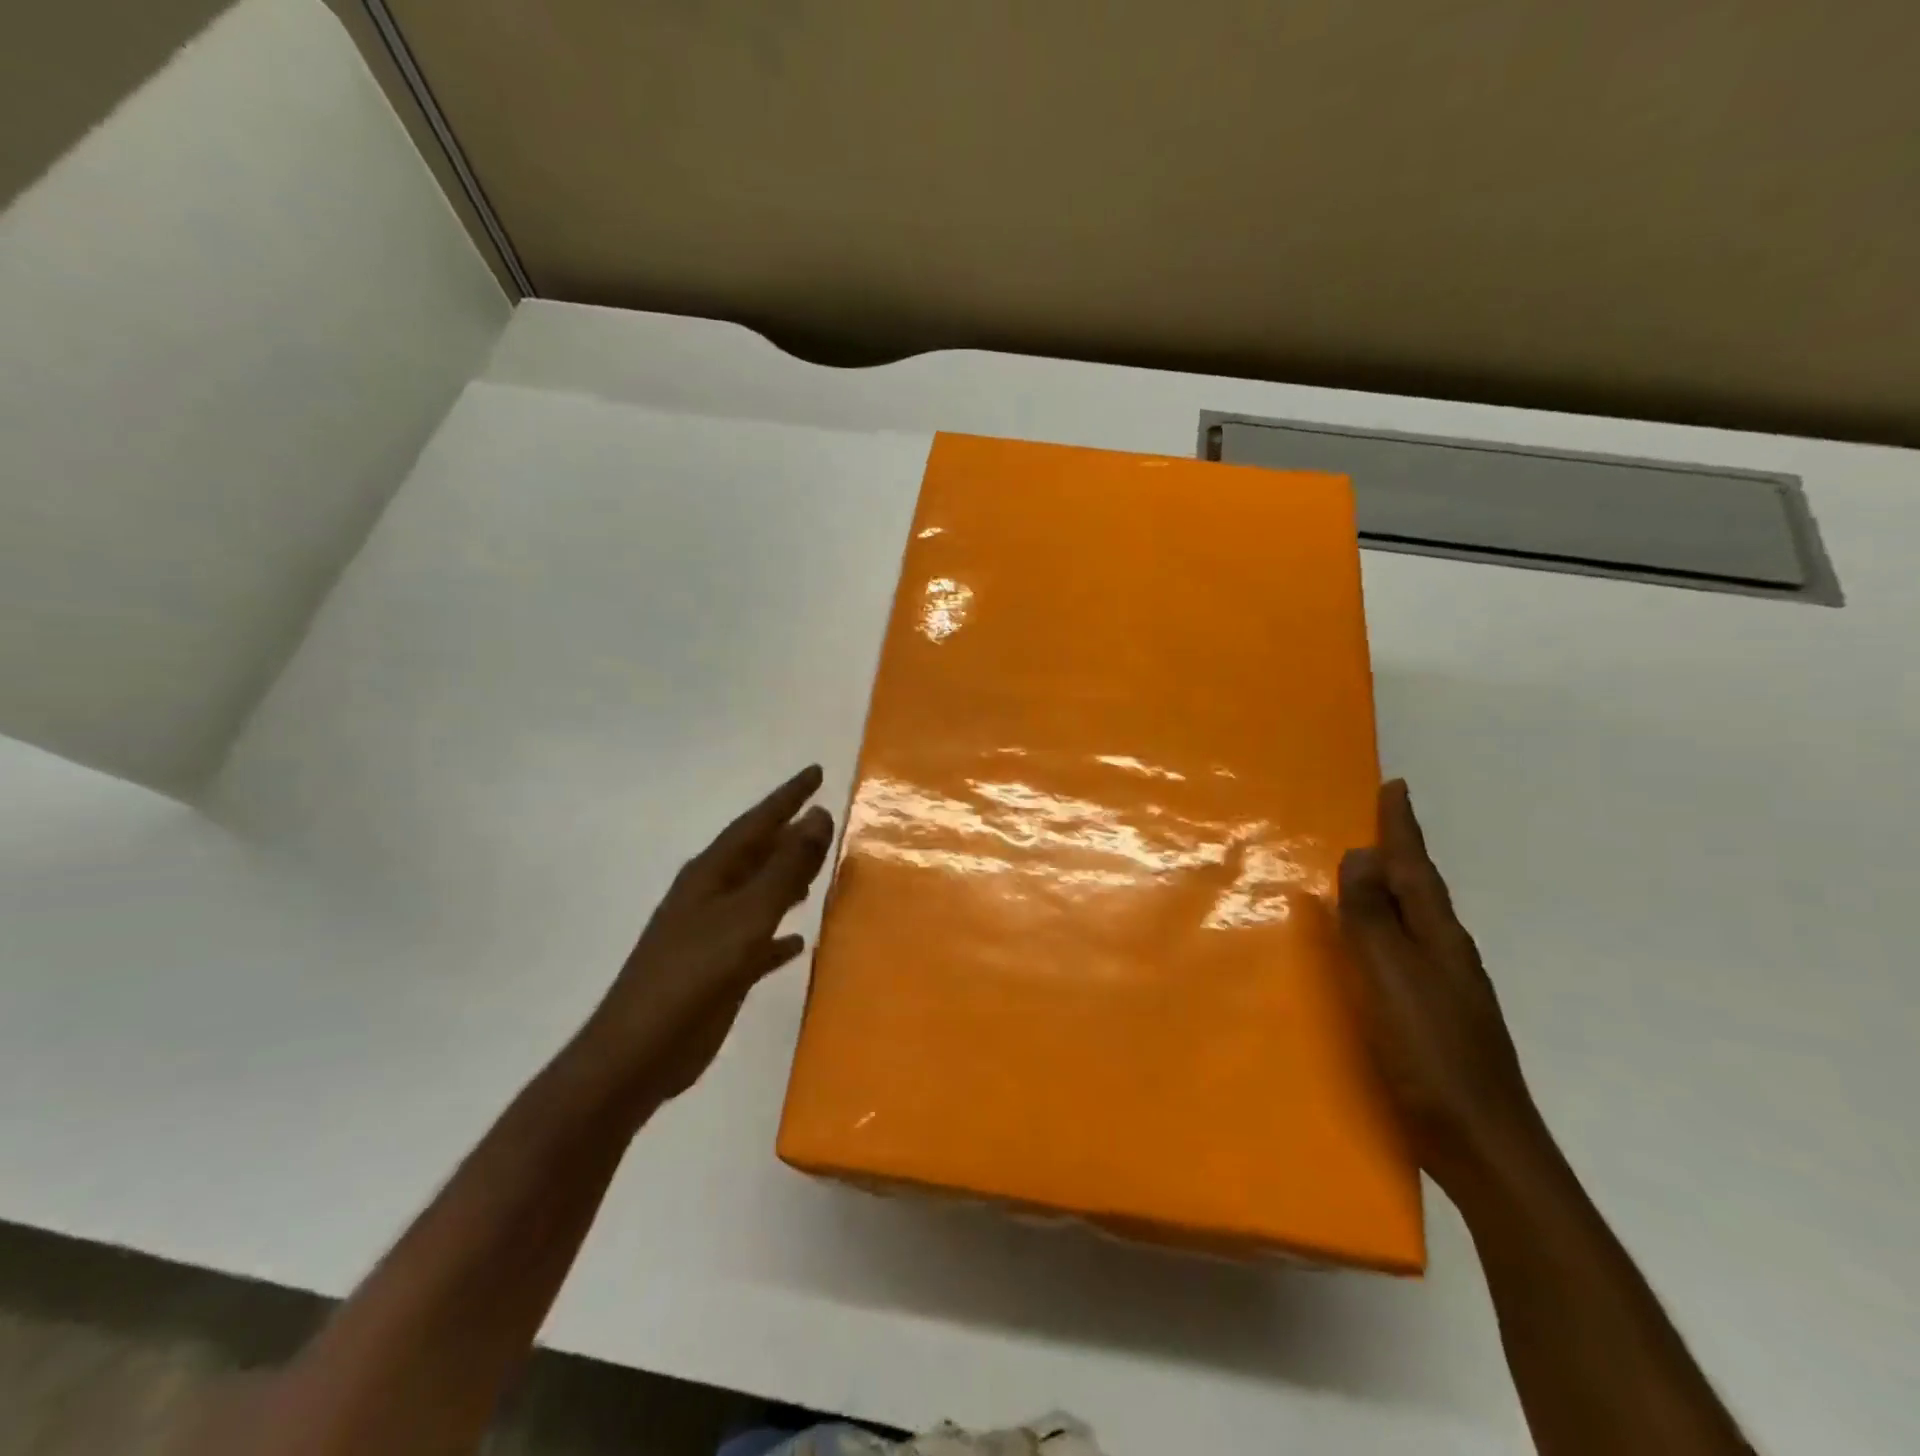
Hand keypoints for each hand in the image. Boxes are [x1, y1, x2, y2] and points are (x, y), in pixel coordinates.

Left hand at [582, 765, 834, 1100]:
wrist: (639, 1052)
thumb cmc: (694, 974)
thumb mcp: (747, 915)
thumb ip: (785, 868)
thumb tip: (818, 815)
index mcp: (712, 874)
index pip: (757, 822)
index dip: (788, 796)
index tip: (817, 772)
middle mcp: (710, 895)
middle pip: (757, 854)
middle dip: (790, 835)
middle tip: (824, 816)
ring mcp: (710, 933)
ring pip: (758, 893)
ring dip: (786, 879)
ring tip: (819, 869)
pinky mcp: (717, 969)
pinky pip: (756, 940)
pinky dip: (777, 935)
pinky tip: (797, 941)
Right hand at [1337, 780, 1540, 1192]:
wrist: (1484, 1146)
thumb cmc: (1431, 1054)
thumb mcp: (1391, 979)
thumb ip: (1373, 918)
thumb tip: (1363, 855)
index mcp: (1438, 938)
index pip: (1415, 868)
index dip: (1402, 828)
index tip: (1396, 786)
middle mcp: (1448, 954)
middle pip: (1421, 890)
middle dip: (1401, 854)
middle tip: (1378, 823)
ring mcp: (1448, 989)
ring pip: (1416, 922)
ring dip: (1394, 891)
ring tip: (1369, 876)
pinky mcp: (1437, 1018)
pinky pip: (1407, 953)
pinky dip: (1389, 931)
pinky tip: (1376, 948)